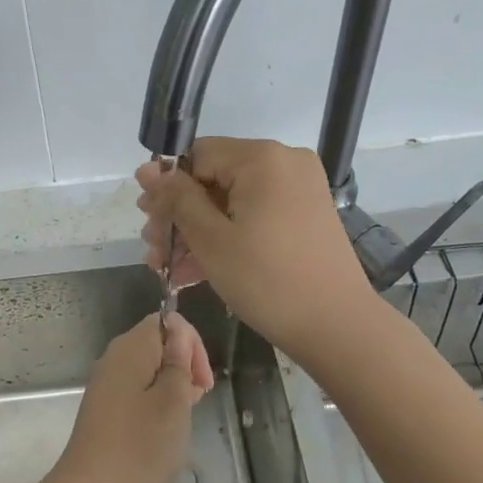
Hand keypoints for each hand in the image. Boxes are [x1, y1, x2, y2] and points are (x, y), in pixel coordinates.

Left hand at [50, 313, 212, 482]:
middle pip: (156, 344)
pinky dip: (155, 402)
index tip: (202, 382)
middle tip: (197, 401)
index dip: (191, 344)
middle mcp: (114, 358)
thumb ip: (178, 362)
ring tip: (183, 419)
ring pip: (148, 370)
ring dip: (171, 387)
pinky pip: (136, 391)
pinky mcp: (104, 409)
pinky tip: (162, 429)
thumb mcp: (173, 402)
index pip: (166, 322)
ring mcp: (105, 384)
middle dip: (183, 365)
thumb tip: (179, 332)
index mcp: (130, 348)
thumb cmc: (140, 446)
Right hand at [136, 137, 375, 358]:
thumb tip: (147, 169)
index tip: (147, 221)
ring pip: (231, 201)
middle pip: (213, 178)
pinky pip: (253, 215)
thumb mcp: (211, 239)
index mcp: (262, 158)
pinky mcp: (303, 215)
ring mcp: (298, 189)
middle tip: (154, 249)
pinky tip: (194, 269)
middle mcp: (283, 162)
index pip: (196, 155)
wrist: (336, 326)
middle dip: (179, 215)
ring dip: (197, 231)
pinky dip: (226, 236)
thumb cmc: (267, 279)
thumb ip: (177, 199)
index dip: (167, 187)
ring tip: (167, 265)